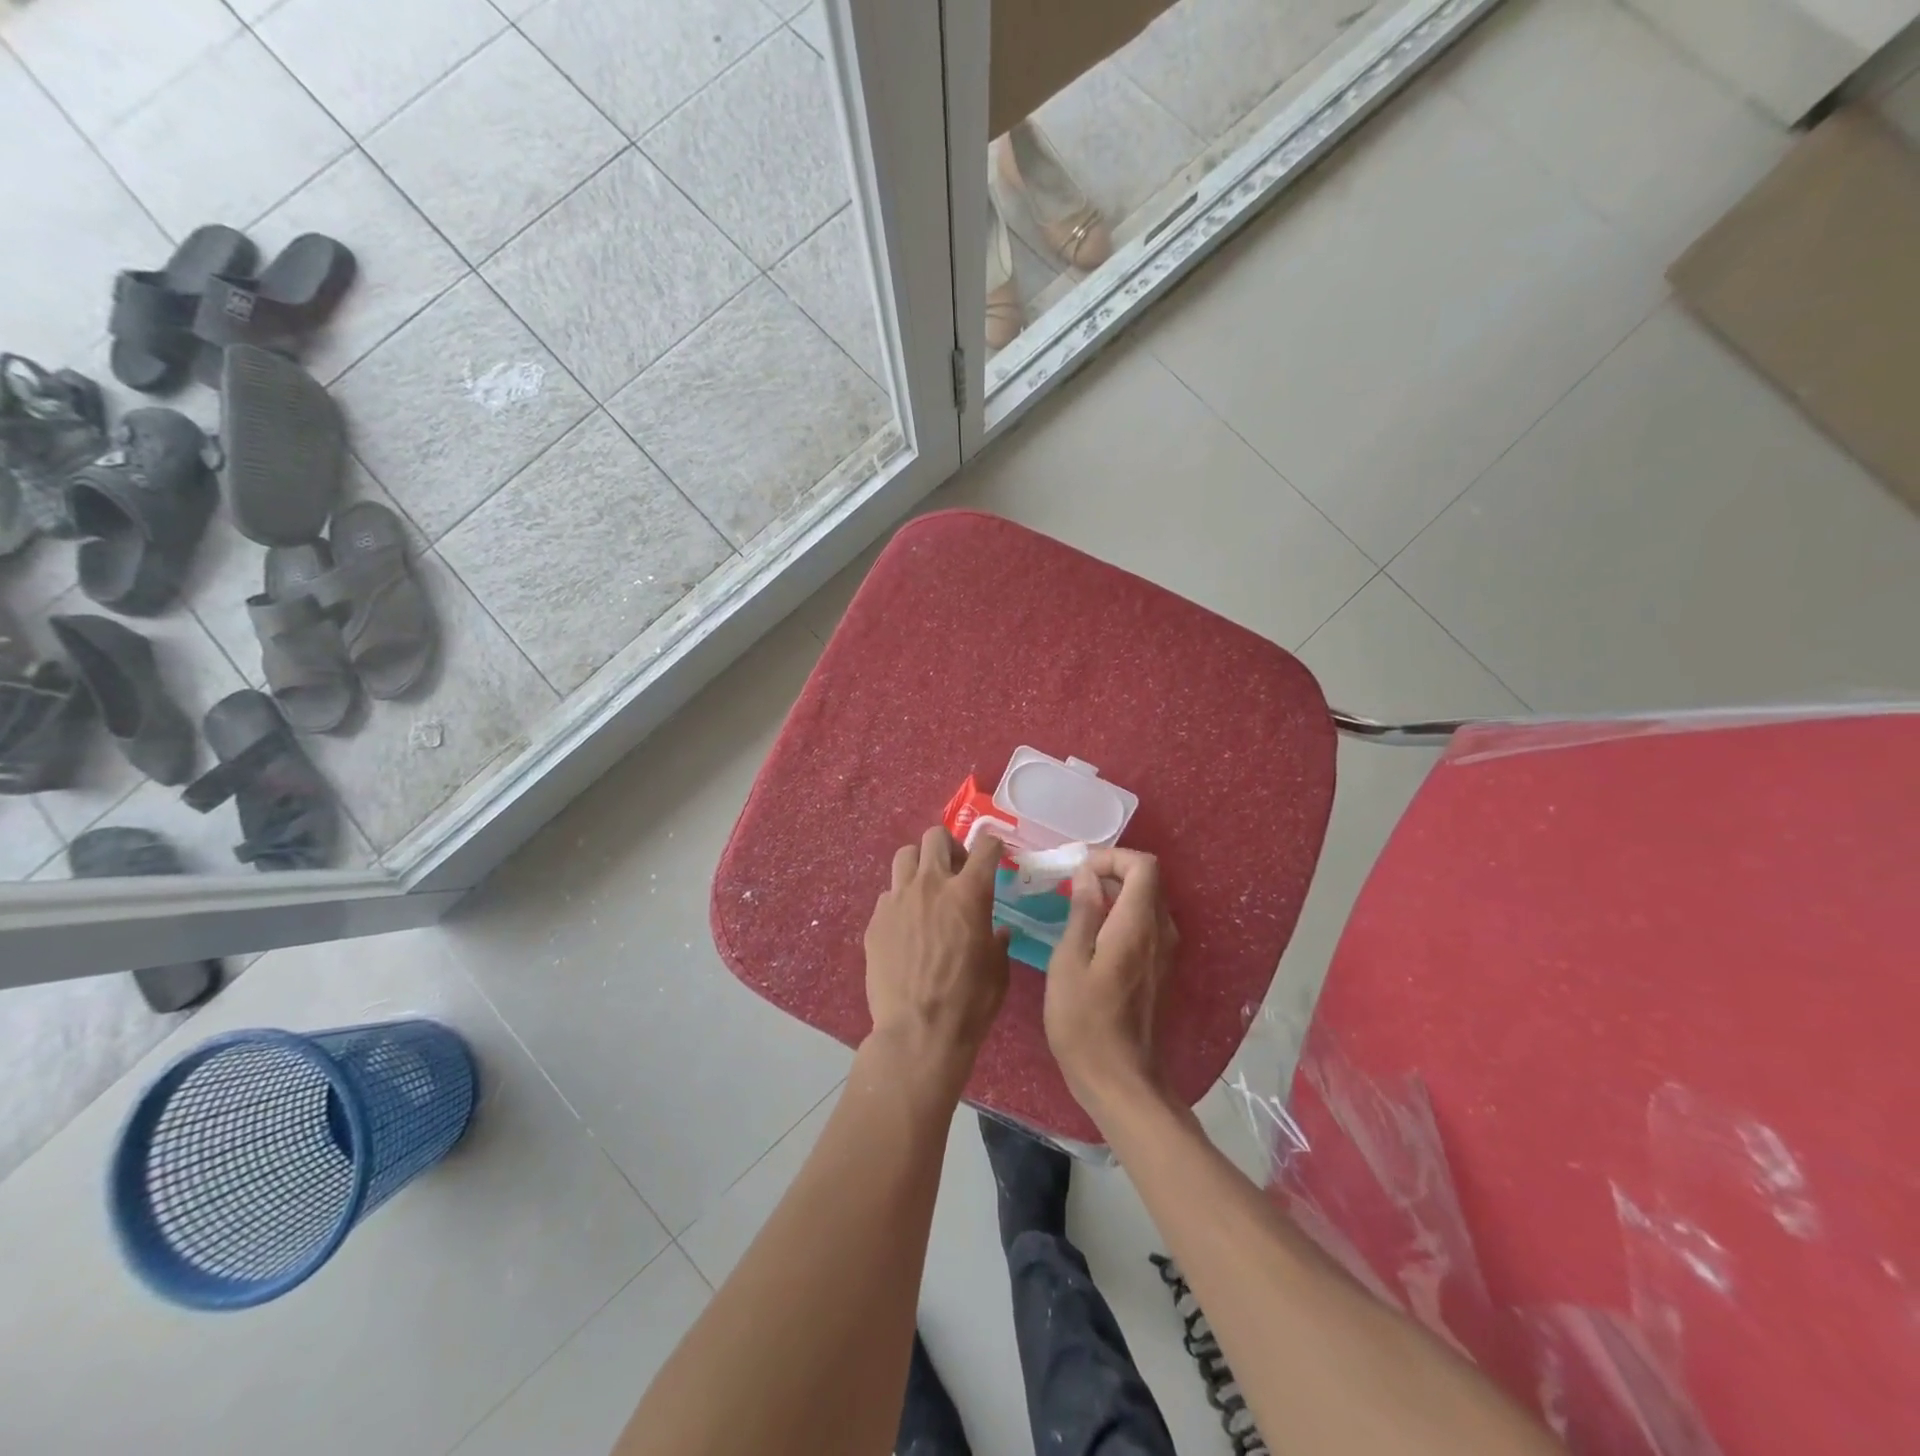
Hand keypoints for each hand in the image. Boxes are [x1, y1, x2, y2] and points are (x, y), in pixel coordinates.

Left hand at [863, 826, 1010, 1079]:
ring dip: (920, 864)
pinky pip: (888, 894)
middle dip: (949, 846)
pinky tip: (906, 925)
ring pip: (905, 856)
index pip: (984, 846)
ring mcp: (898, 899)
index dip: (992, 844)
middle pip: (935, 836)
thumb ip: (997, 940)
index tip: (993, 853)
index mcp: (969, 893)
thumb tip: (997, 932)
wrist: (918, 1033)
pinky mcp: (875, 919)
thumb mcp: (998, 970)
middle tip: (956, 870)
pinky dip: (900, 900)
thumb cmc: (969, 1003)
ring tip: (926, 889)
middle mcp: (931, 885)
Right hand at [1044, 848, 1178, 1118]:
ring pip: (1147, 901)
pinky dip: (1122, 914)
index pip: (1143, 865)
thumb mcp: (1069, 962)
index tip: (1079, 870)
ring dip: (1115, 893)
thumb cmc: (1084, 1021)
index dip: (1112, 857)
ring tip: (1077, 906)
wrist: (1119, 1080)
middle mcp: (1160, 931)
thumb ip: (1082, 912)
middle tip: (1072, 884)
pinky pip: (1145, 924)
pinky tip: (1092, 934)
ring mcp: (1164, 952)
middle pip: (1147, 880)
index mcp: (1137, 925)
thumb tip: (1087, 875)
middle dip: (1111, 871)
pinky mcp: (1159, 968)